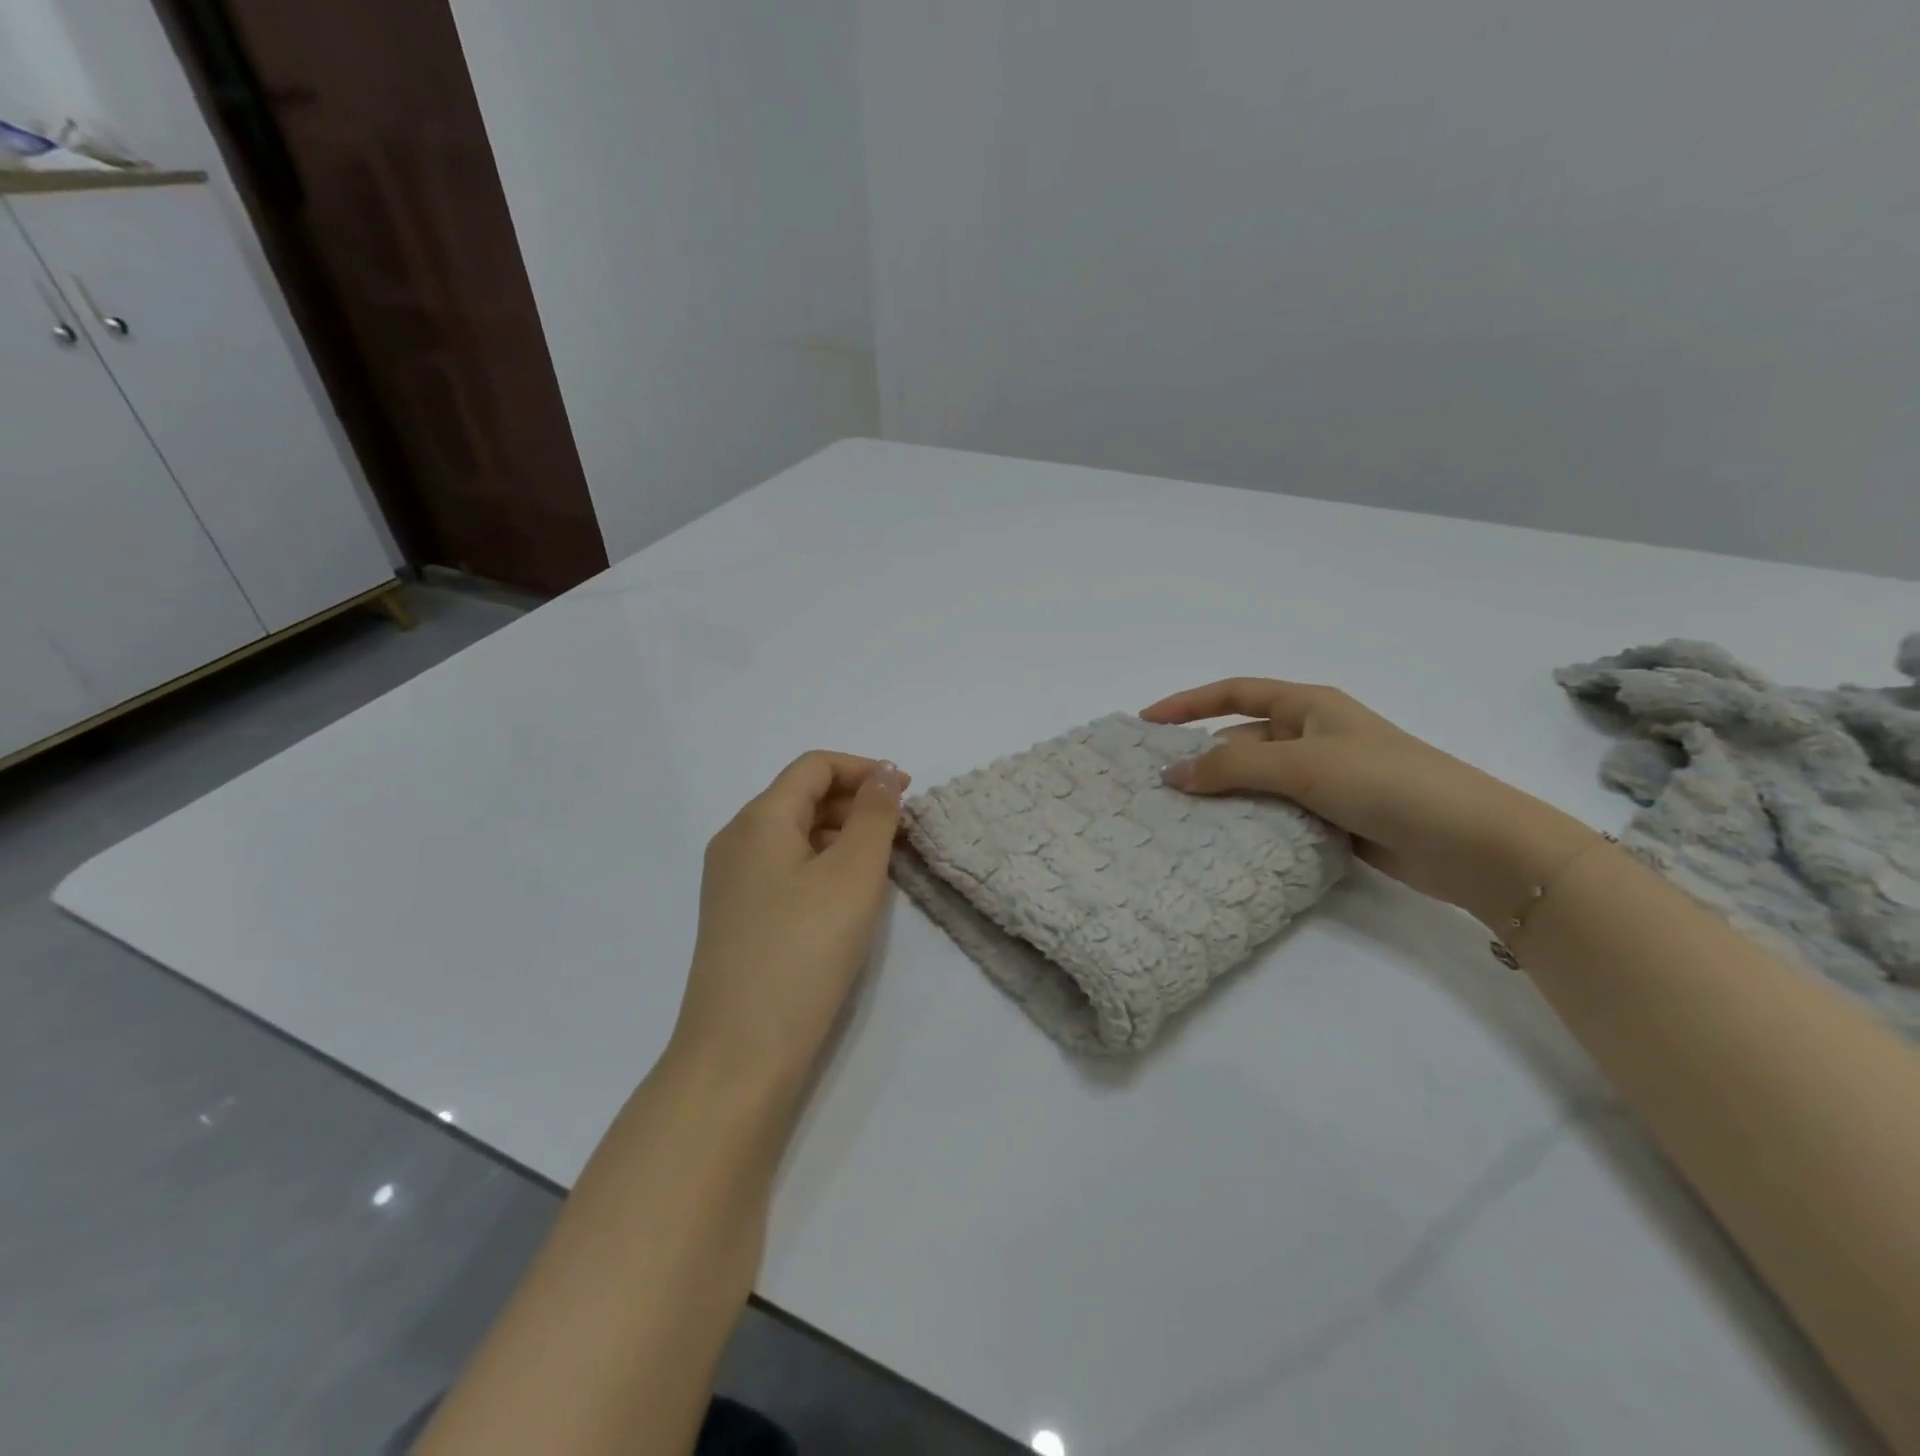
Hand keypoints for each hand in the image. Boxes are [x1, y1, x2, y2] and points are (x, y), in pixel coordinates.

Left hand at [671, 753, 907, 1094]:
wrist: (739, 1053)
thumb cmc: (803, 951)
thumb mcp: (852, 875)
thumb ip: (873, 816)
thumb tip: (881, 772)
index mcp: (759, 820)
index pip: (814, 766)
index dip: (863, 769)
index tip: (907, 793)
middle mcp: (737, 841)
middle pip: (802, 797)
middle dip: (856, 802)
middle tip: (903, 832)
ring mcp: (731, 882)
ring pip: (795, 835)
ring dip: (842, 835)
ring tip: (884, 864)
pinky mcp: (737, 917)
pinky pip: (785, 869)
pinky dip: (822, 865)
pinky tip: (848, 897)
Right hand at [1143, 679, 1598, 928]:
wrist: (1469, 842)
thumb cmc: (1386, 782)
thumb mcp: (1302, 765)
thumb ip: (1233, 768)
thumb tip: (1172, 774)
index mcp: (1309, 706)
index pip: (1234, 693)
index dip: (1189, 703)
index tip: (1146, 723)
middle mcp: (1313, 736)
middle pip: (1242, 738)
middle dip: (1201, 756)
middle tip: (1156, 781)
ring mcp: (1324, 778)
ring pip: (1257, 780)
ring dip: (1224, 793)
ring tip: (1179, 816)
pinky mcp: (1333, 816)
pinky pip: (1276, 811)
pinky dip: (1250, 821)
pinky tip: (1223, 840)